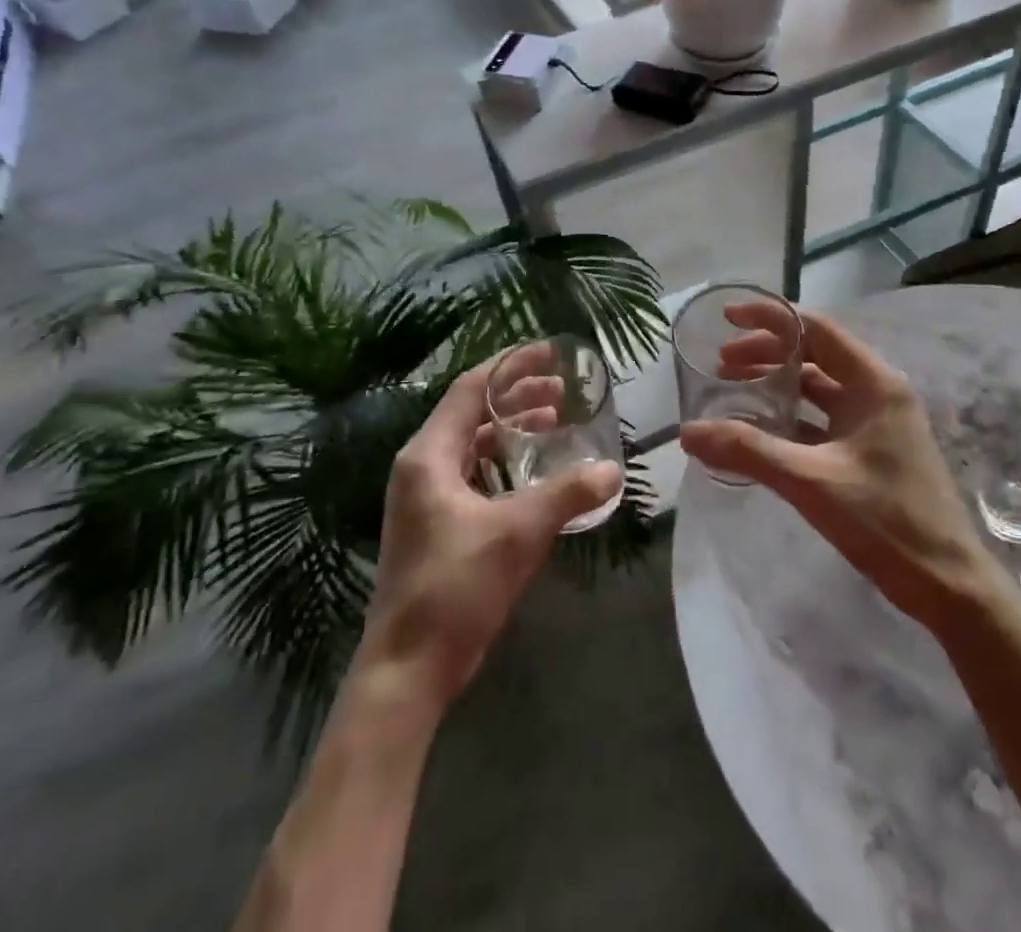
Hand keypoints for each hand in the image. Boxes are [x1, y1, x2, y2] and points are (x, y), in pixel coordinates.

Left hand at [355, 358, 623, 713]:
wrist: (408, 669)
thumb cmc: (455, 587)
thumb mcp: (518, 534)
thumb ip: (567, 495)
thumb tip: (613, 469)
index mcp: (429, 455)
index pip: (471, 388)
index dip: (511, 365)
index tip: (550, 351)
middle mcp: (423, 466)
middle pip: (474, 413)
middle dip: (519, 396)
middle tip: (564, 390)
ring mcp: (426, 497)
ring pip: (476, 445)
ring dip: (514, 430)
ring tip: (556, 422)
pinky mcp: (436, 524)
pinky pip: (475, 474)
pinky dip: (506, 464)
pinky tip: (538, 473)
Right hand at [679, 304, 992, 626]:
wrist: (948, 586)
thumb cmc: (886, 521)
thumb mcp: (811, 481)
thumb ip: (748, 451)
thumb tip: (687, 432)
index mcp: (873, 383)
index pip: (816, 329)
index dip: (770, 318)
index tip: (727, 318)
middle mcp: (877, 392)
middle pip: (814, 354)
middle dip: (766, 353)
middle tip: (721, 364)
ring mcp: (876, 422)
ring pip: (818, 387)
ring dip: (777, 384)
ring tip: (733, 390)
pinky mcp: (871, 450)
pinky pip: (823, 418)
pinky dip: (790, 416)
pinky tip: (759, 430)